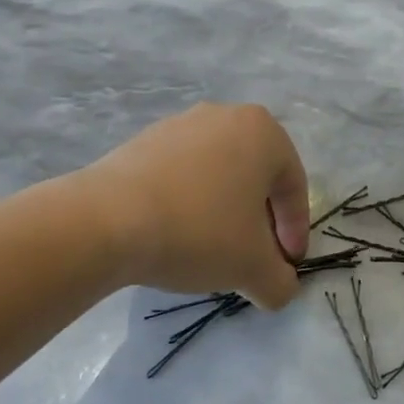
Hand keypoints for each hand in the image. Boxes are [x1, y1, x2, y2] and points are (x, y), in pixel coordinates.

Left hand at [83, 104, 307, 309]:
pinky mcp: (145, 139)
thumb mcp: (253, 268)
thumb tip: (280, 287)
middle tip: (252, 256)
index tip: (284, 266)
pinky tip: (175, 232)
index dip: (295, 231)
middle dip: (260, 219)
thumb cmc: (199, 231)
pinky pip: (182, 172)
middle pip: (256, 175)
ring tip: (211, 248)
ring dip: (223, 209)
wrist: (108, 218)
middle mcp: (226, 115)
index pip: (294, 187)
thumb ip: (280, 281)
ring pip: (218, 172)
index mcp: (264, 132)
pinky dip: (189, 200)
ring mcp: (182, 123)